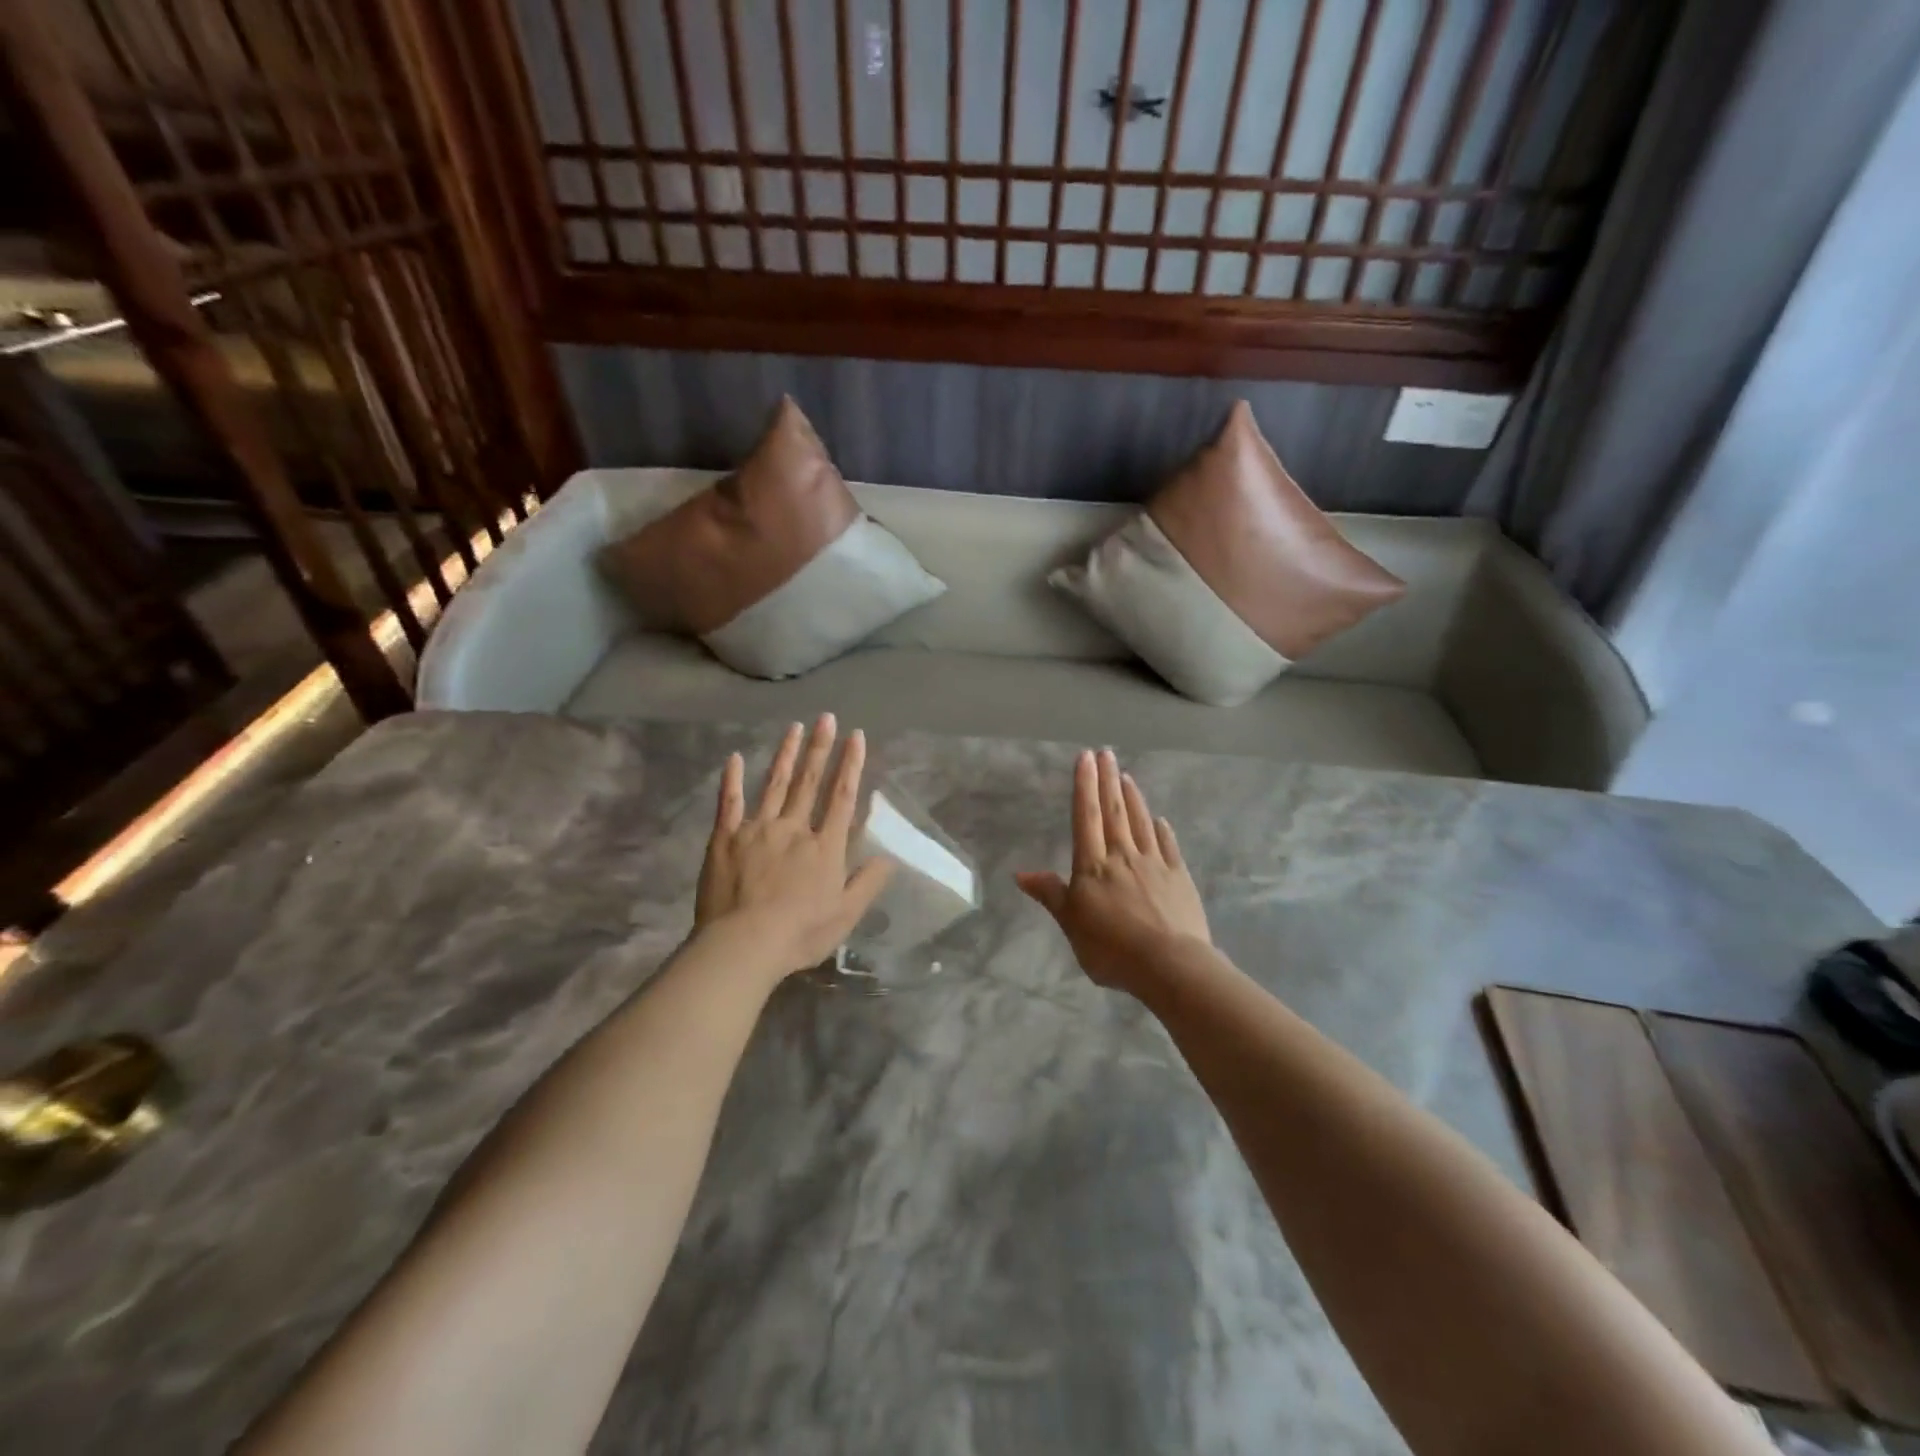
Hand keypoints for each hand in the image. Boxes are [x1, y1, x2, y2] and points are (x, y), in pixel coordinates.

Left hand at [694, 715, 894, 982]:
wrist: (743, 944)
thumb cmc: (799, 933)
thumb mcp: (845, 915)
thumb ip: (867, 883)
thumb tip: (888, 857)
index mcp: (824, 847)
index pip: (841, 797)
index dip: (851, 765)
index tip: (856, 736)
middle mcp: (794, 828)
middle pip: (809, 782)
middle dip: (820, 748)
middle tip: (826, 717)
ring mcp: (757, 829)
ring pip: (774, 784)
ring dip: (786, 754)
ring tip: (795, 727)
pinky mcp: (725, 838)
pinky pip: (729, 803)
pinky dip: (731, 779)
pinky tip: (733, 757)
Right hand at [1015, 749, 1210, 991]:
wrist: (1169, 964)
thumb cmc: (1111, 948)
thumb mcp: (1071, 924)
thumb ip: (1050, 895)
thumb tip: (1020, 874)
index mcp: (1093, 866)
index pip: (1086, 817)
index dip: (1084, 786)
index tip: (1085, 757)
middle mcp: (1123, 856)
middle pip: (1113, 812)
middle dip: (1107, 781)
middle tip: (1106, 753)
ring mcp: (1154, 865)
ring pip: (1141, 823)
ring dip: (1132, 798)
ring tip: (1127, 776)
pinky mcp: (1180, 878)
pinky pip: (1169, 847)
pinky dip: (1162, 831)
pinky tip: (1160, 820)